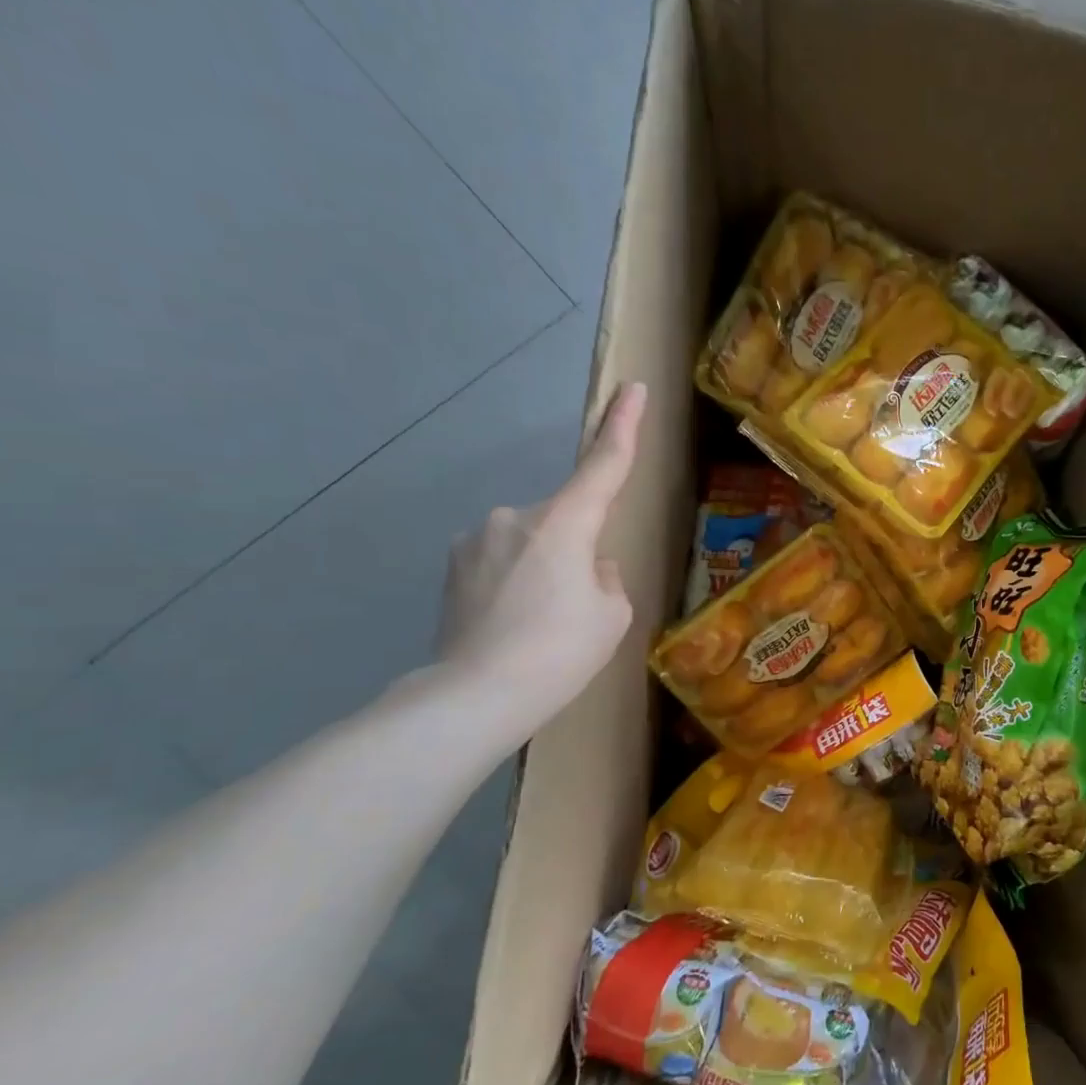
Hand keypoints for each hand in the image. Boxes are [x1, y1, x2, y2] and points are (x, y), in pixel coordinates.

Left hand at [437, 382, 646, 734]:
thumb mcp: (612, 614)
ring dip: (544, 569)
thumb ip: (605, 575)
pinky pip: (502, 561)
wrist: (475, 695)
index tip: (633, 389)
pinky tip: (511, 624)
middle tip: (577, 608)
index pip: (603, 464)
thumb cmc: (560, 652)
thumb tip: (587, 565)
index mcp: (563, 523)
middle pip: (566, 520)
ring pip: (532, 542)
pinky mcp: (452, 564)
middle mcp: (515, 516)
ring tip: (539, 624)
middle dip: (578, 551)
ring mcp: (476, 538)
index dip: (622, 425)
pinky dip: (516, 583)